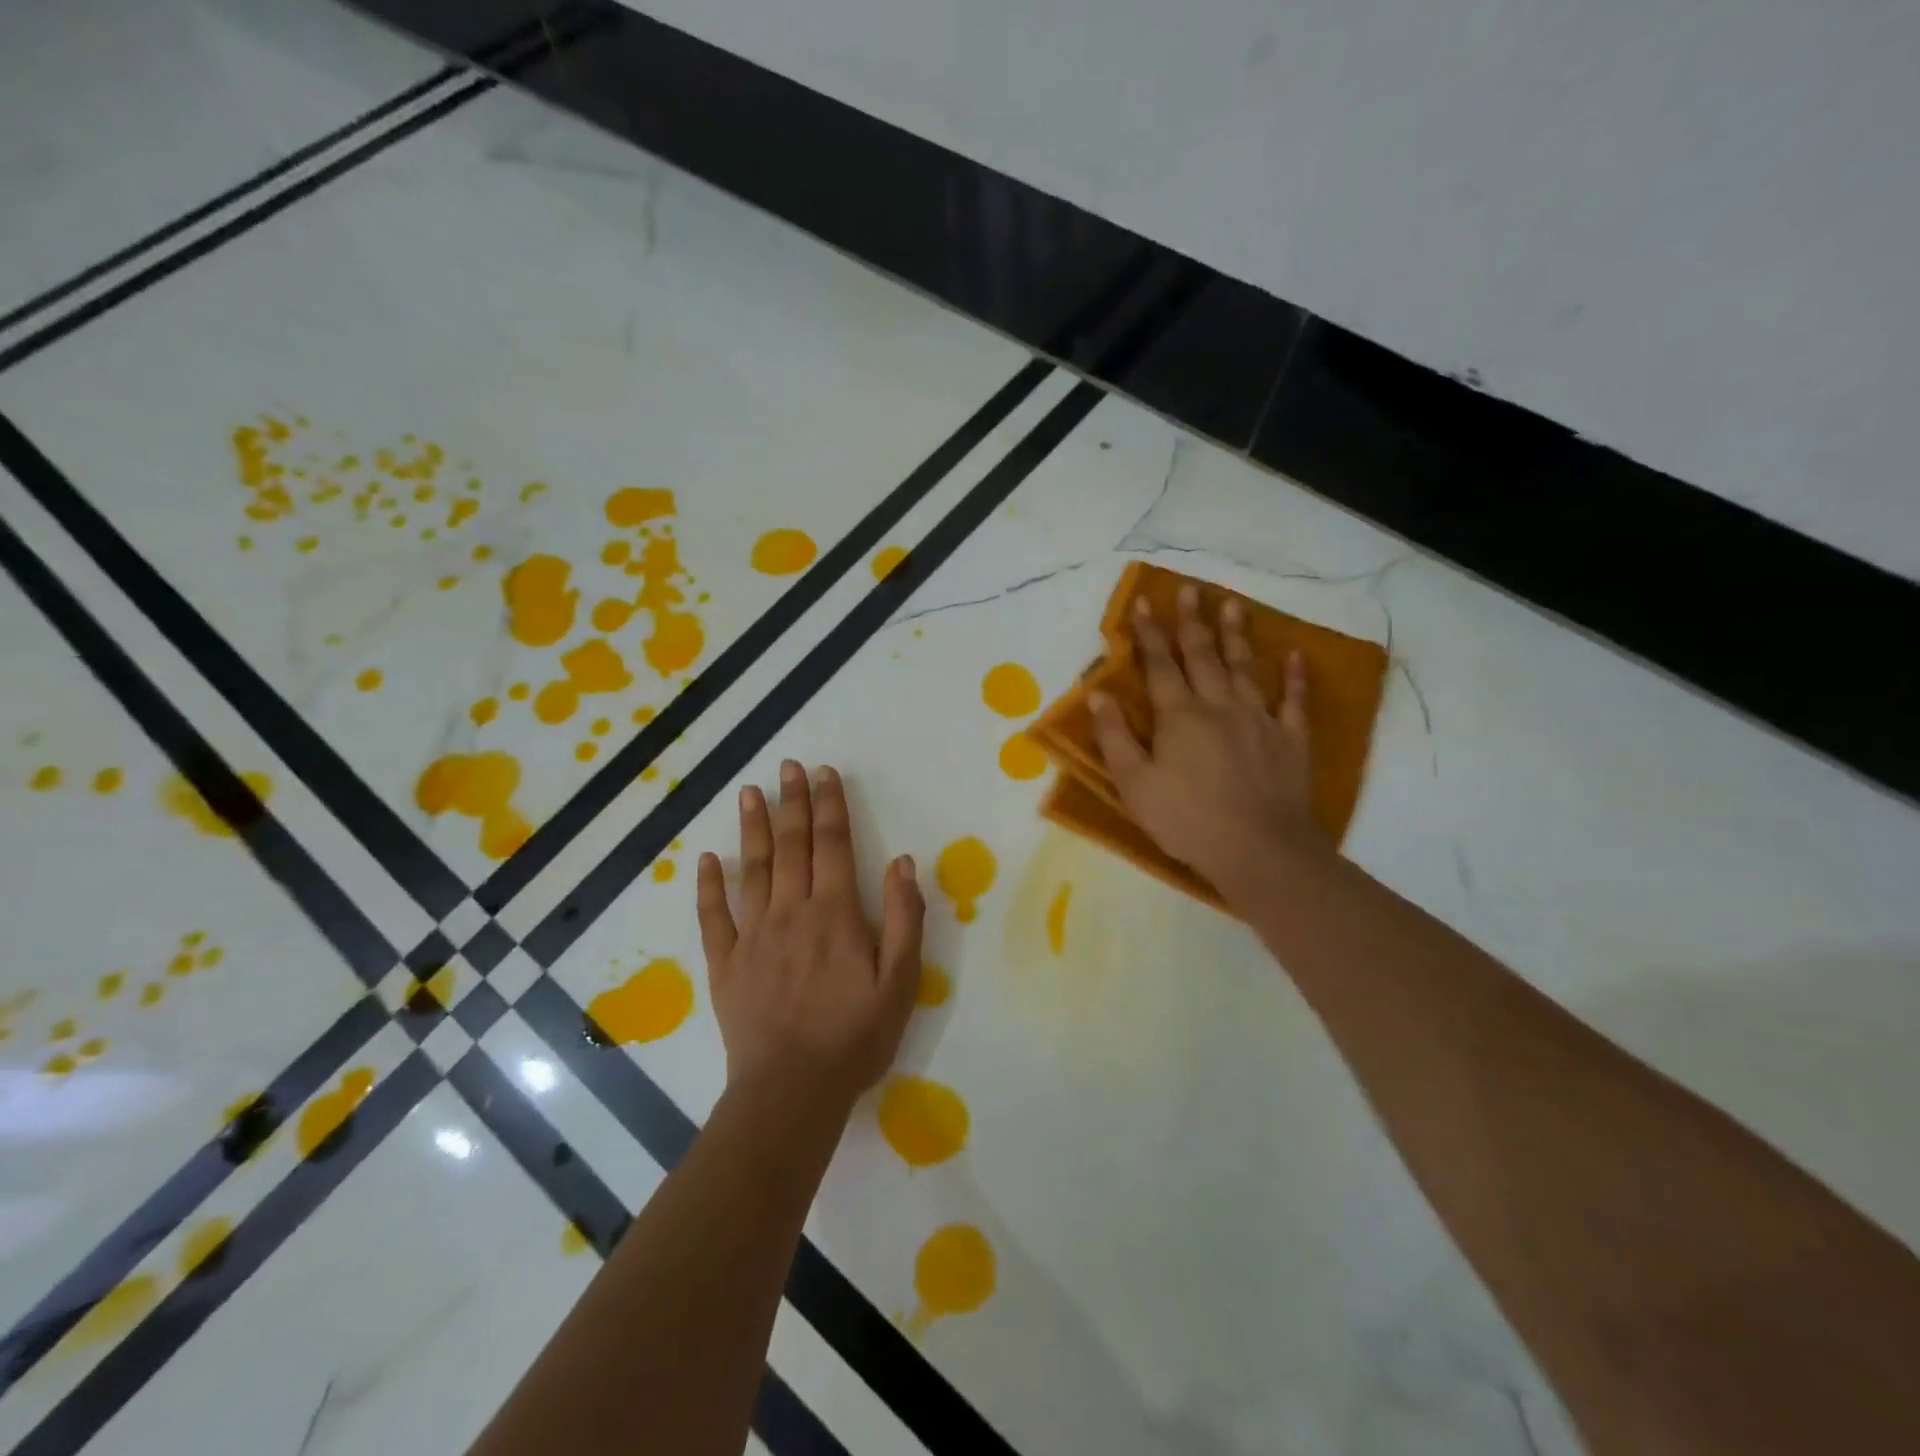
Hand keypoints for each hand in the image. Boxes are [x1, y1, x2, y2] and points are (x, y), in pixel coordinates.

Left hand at [697, 761, 923, 1119]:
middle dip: (792, 802)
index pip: (833, 844)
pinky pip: (714, 917)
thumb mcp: (901, 981)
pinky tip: (708, 859)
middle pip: (792, 846)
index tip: (824, 773)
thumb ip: (904, 918)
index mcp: (835, 913)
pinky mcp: (726, 963)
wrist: (792, 1091)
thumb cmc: (855, 1037)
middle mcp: (792, 912)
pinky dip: (709, 885)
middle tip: (787, 766)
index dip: (830, 805)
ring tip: (750, 793)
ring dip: (753, 828)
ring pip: (753, 869)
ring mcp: (753, 936)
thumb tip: (902, 862)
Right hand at [1089, 584, 1329, 902]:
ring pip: (1245, 667)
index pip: (1160, 665)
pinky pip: (1294, 700)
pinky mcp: (1290, 739)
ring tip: (1232, 604)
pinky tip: (1295, 655)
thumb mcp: (1134, 784)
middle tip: (1190, 589)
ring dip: (1237, 634)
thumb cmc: (1186, 820)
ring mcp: (1259, 719)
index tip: (1144, 601)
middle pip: (1203, 655)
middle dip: (1192, 621)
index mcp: (1178, 716)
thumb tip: (1098, 694)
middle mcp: (1218, 705)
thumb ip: (1115, 737)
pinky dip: (1295, 677)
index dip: (1149, 633)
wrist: (1258, 849)